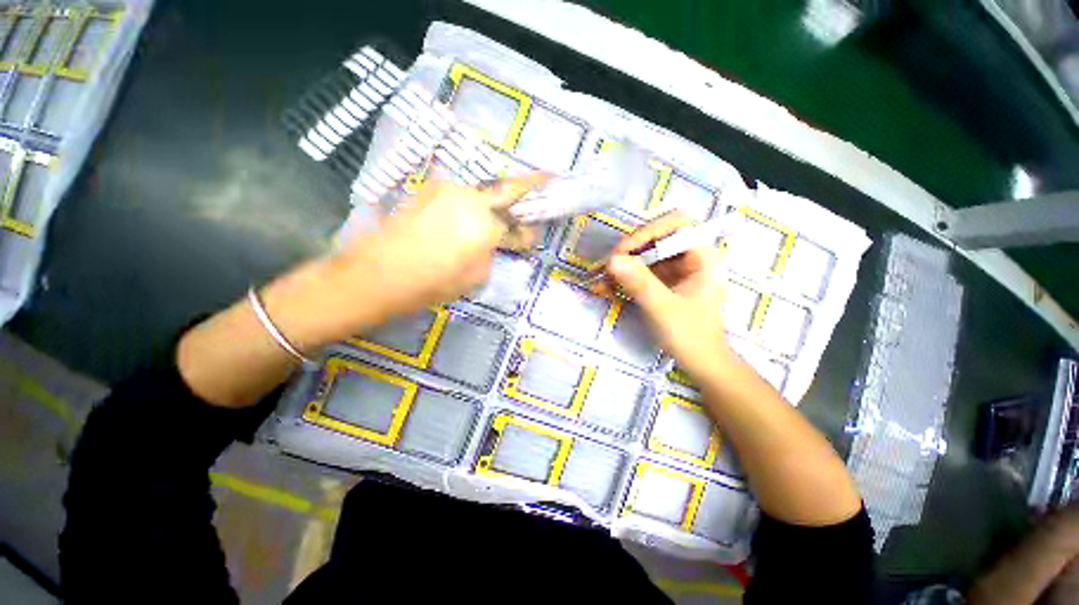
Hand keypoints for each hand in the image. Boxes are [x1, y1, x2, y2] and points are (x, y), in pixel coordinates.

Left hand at [334, 173, 548, 317]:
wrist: (378, 272)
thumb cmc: (433, 282)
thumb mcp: (475, 275)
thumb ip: (493, 252)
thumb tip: (498, 241)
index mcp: (485, 223)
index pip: (518, 224)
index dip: (528, 230)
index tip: (533, 234)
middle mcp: (469, 198)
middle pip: (505, 190)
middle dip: (526, 188)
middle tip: (542, 183)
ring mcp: (446, 190)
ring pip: (480, 194)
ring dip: (492, 203)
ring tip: (493, 217)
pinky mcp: (428, 191)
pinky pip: (459, 196)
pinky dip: (469, 205)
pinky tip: (464, 219)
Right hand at [592, 211, 731, 378]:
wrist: (700, 363)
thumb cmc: (691, 336)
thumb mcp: (663, 308)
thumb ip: (640, 283)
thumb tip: (612, 260)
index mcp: (701, 256)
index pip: (675, 225)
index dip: (647, 232)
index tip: (623, 251)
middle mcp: (688, 257)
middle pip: (654, 240)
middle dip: (627, 252)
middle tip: (604, 268)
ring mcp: (674, 271)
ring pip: (643, 257)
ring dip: (619, 267)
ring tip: (598, 280)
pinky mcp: (662, 283)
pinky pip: (639, 273)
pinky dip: (622, 280)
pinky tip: (604, 289)